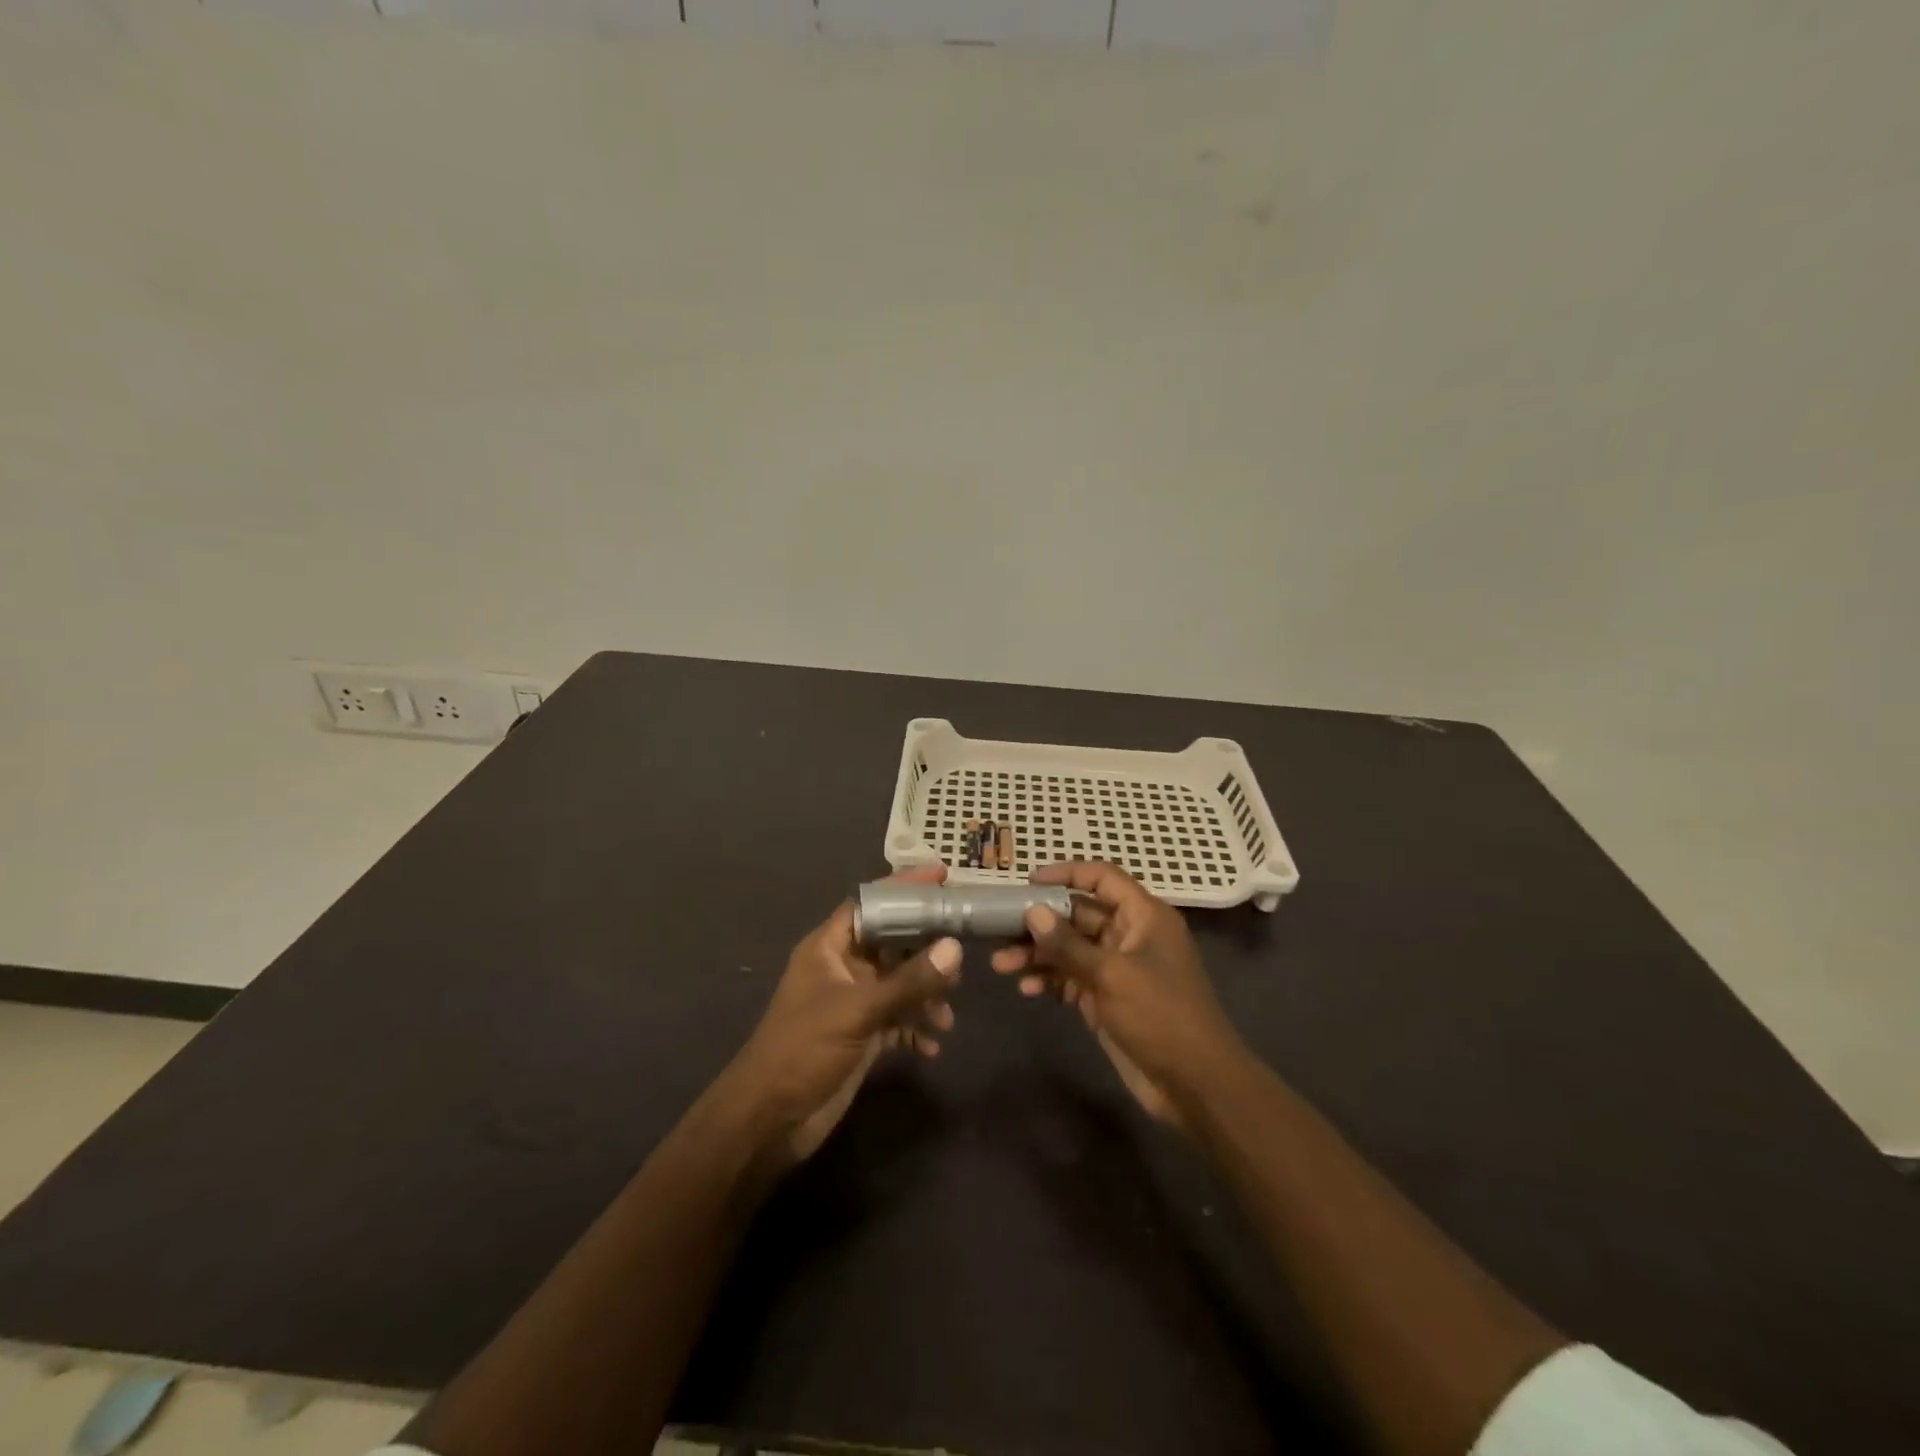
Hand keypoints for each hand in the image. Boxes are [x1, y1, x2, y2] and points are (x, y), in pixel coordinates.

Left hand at [723, 865, 961, 1165]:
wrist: (769, 1120)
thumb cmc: (804, 1049)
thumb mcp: (858, 1010)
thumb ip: (909, 981)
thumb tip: (955, 948)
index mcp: (829, 948)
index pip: (870, 903)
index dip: (903, 888)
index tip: (942, 877)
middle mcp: (842, 969)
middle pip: (892, 942)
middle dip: (926, 947)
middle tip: (962, 949)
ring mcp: (852, 1003)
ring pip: (899, 983)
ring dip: (926, 994)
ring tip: (947, 1013)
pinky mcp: (861, 1036)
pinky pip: (898, 1020)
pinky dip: (917, 1028)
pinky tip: (933, 1045)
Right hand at [991, 861, 1244, 1129]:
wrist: (1196, 1085)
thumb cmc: (1161, 1017)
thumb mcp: (1112, 975)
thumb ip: (1069, 944)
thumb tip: (1032, 910)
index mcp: (1143, 916)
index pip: (1102, 878)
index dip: (1066, 874)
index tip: (1028, 882)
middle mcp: (1129, 935)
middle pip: (1078, 915)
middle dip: (1040, 922)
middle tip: (999, 929)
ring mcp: (1117, 969)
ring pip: (1070, 949)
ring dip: (1037, 954)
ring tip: (1001, 964)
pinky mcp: (1107, 999)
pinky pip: (1071, 978)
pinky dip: (1049, 981)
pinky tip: (1026, 989)